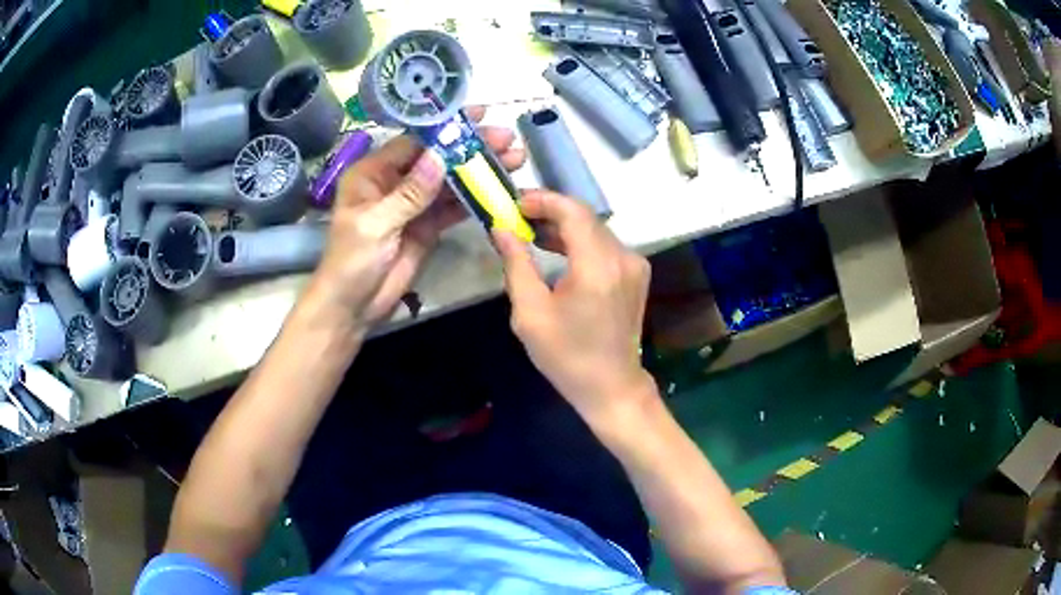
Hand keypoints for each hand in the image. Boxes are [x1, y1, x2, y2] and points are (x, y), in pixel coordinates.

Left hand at [308, 108, 524, 331]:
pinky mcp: (427, 226)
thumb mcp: (375, 225)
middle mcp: (395, 182)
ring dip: (479, 171)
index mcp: (373, 173)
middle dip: (471, 147)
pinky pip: (453, 207)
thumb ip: (408, 194)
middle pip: (437, 157)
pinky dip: (475, 199)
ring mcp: (414, 204)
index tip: (478, 116)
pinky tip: (499, 189)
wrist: (353, 307)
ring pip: (450, 181)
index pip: (414, 141)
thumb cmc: (350, 263)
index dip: (445, 128)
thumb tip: (440, 158)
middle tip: (508, 139)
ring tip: (514, 160)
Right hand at [493, 190, 654, 424]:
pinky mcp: (636, 273)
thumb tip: (501, 229)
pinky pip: (605, 245)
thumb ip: (516, 264)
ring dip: (564, 226)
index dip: (543, 200)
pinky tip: (557, 249)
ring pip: (595, 229)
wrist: (611, 386)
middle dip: (550, 210)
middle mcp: (622, 257)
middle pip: (585, 217)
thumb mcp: (530, 313)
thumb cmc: (566, 356)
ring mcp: (634, 265)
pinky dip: (580, 241)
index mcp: (597, 267)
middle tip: (517, 216)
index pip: (573, 212)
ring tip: (530, 231)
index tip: (515, 203)